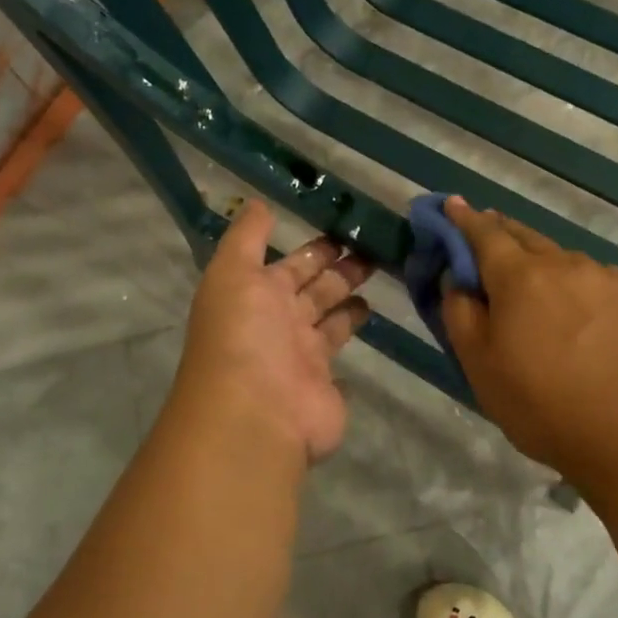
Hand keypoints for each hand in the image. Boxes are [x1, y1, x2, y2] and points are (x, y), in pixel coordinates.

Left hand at [168, 200, 373, 461]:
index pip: (292, 264)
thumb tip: (258, 203)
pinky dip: (349, 346)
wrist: (254, 414)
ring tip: (383, 277)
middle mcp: (280, 323)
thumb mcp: (233, 273)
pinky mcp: (327, 386)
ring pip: (332, 320)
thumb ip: (247, 237)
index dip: (317, 247)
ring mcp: (303, 357)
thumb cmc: (244, 336)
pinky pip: (340, 361)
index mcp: (258, 295)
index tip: (347, 228)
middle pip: (316, 289)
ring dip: (350, 300)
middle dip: (341, 269)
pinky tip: (371, 331)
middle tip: (376, 248)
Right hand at [440, 198, 617, 482]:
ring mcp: (603, 277)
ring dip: (537, 261)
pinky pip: (590, 276)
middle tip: (483, 240)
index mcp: (519, 276)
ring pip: (559, 256)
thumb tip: (458, 279)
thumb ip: (460, 313)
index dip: (462, 218)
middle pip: (522, 235)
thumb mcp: (479, 366)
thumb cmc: (542, 404)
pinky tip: (574, 308)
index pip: (483, 233)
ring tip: (531, 289)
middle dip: (498, 232)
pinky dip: (571, 280)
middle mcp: (562, 263)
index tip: (450, 204)